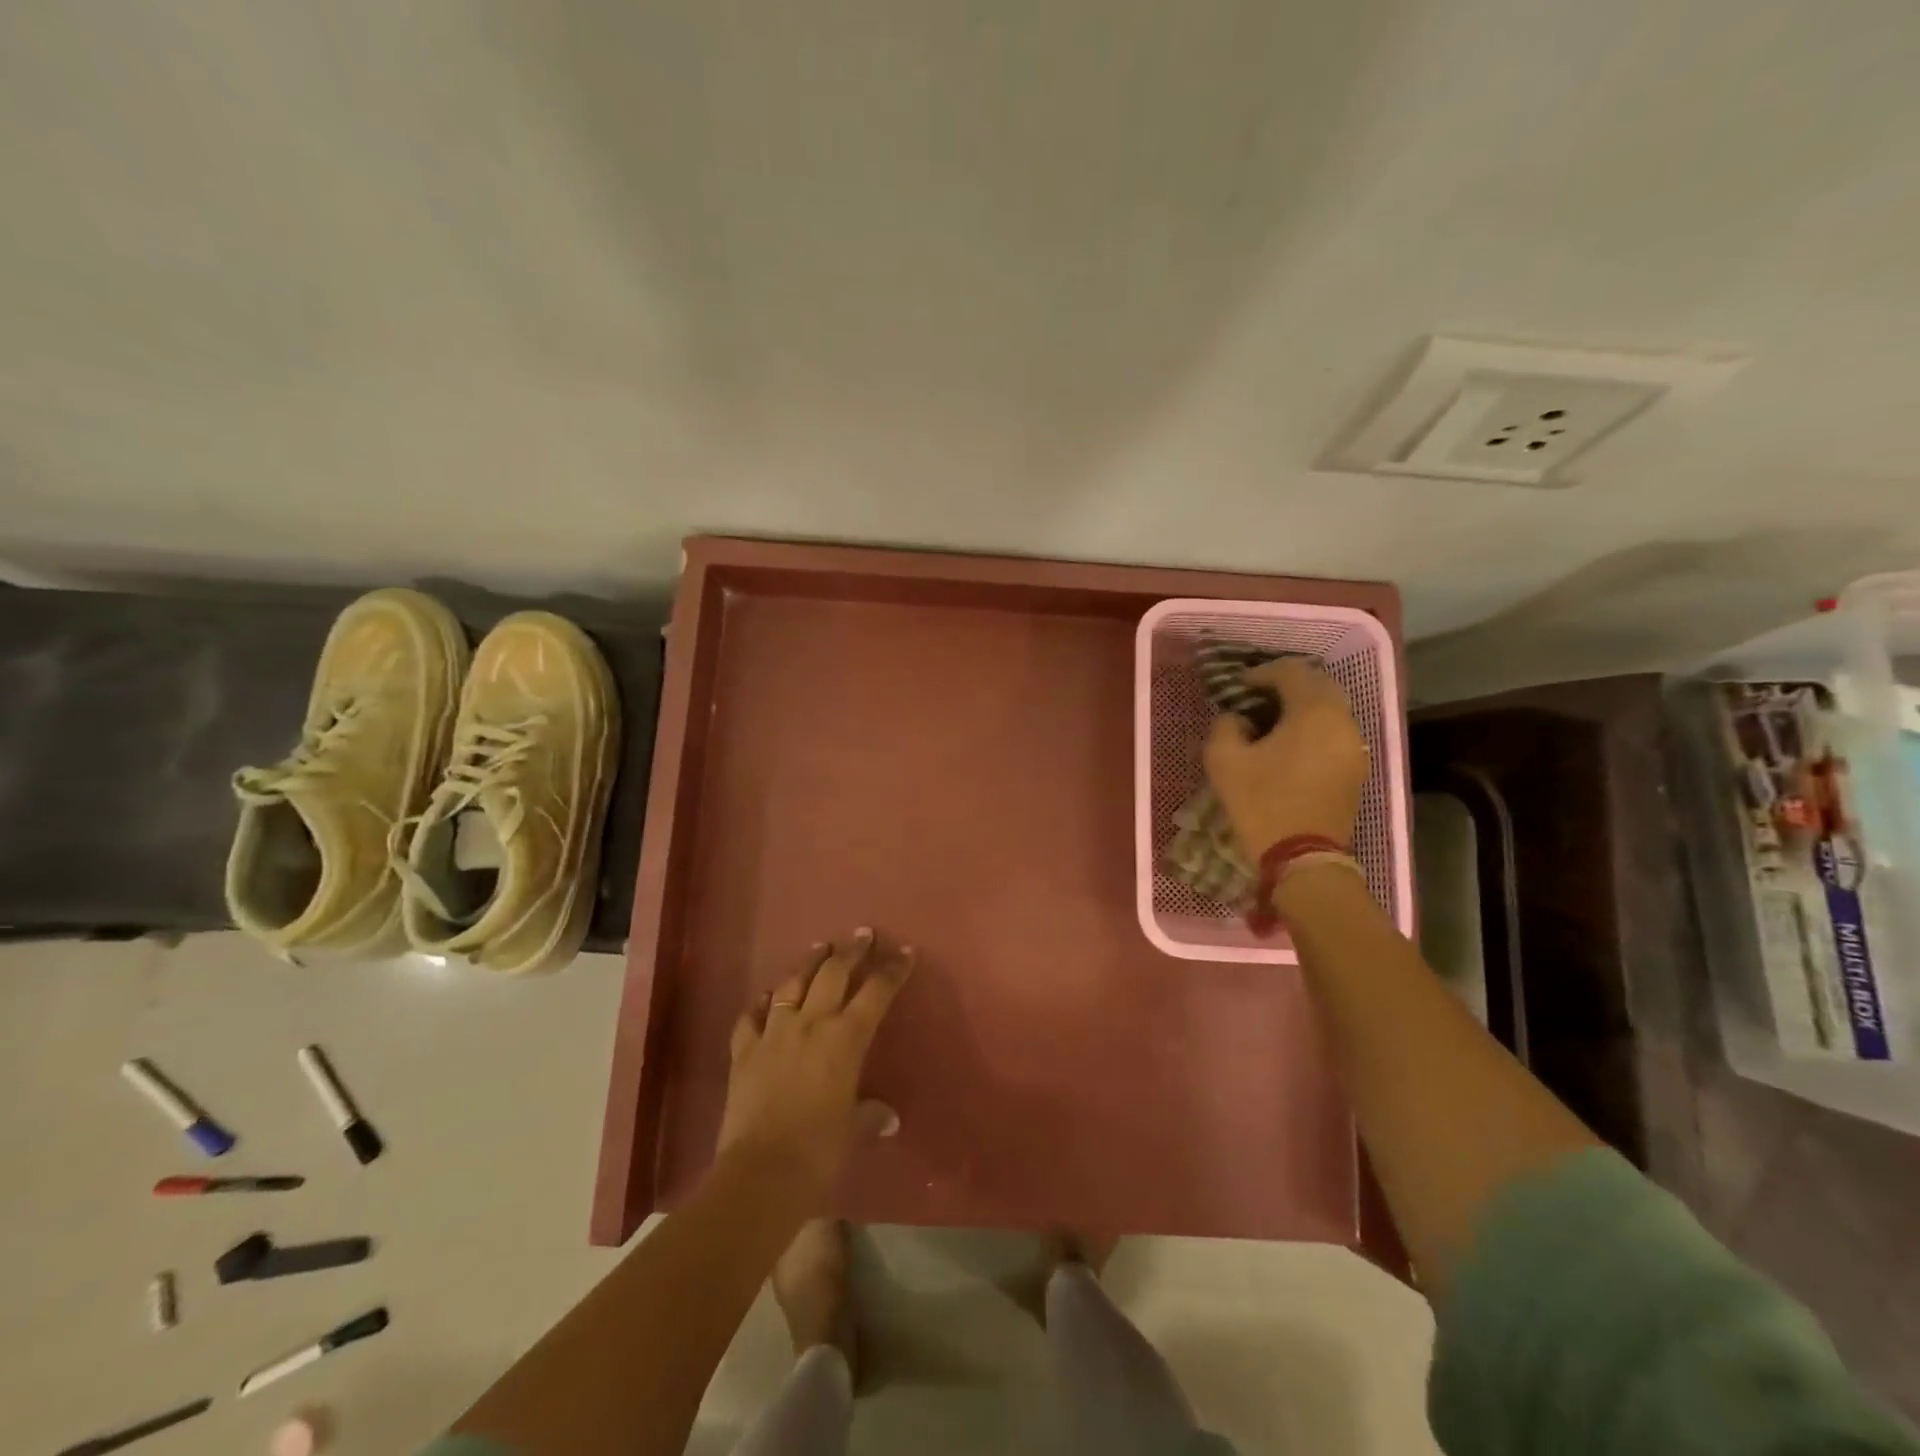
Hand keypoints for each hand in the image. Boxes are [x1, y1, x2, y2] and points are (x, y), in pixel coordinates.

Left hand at [716, 929, 914, 1209]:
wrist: (761, 1173)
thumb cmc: (820, 1151)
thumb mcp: (852, 1130)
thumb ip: (869, 1115)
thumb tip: (887, 1117)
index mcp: (846, 1039)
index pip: (876, 992)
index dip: (892, 970)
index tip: (905, 950)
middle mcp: (811, 1024)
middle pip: (833, 974)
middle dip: (851, 951)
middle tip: (862, 934)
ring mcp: (773, 1033)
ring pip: (792, 985)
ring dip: (808, 963)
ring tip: (819, 947)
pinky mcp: (743, 1051)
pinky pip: (751, 1018)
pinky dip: (760, 1004)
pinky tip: (765, 997)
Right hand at [1203, 658, 1368, 860]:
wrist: (1302, 859)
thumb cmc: (1261, 804)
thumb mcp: (1224, 761)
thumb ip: (1226, 726)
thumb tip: (1237, 719)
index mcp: (1314, 712)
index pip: (1291, 672)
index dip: (1260, 674)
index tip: (1236, 688)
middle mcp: (1343, 721)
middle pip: (1317, 685)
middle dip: (1285, 685)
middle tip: (1255, 697)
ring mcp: (1353, 746)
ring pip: (1329, 709)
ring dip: (1301, 707)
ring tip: (1269, 721)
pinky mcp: (1354, 769)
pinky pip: (1333, 733)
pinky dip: (1312, 728)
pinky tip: (1287, 745)